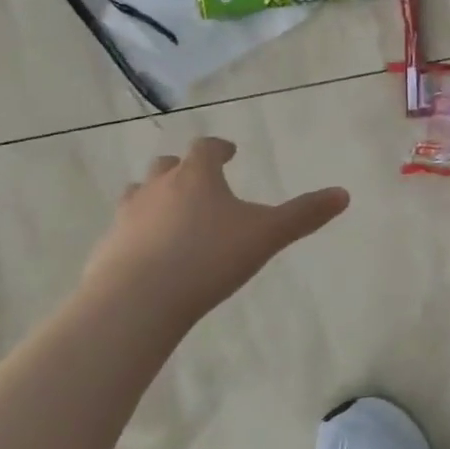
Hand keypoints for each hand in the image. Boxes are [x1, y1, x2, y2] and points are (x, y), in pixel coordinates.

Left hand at [80, 138, 349, 325]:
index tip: (229, 152)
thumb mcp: (267, 236)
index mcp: (196, 177)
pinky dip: (137, 234)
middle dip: (183, 170)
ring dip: (155, 197)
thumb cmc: (208, 258)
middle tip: (199, 181)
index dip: (219, 148)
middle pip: (167, 166)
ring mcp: (126, 218)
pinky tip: (149, 256)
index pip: (206, 149)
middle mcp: (157, 188)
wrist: (137, 300)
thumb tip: (344, 194)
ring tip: (171, 214)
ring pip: (138, 194)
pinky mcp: (105, 249)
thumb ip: (304, 215)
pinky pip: (122, 232)